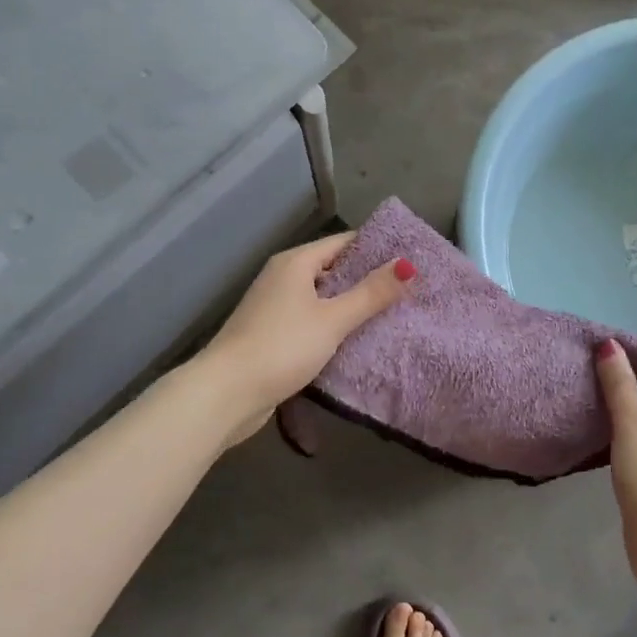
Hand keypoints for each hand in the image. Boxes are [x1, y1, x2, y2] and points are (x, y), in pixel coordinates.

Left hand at [203, 231, 414, 443]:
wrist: (225, 394)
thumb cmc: (282, 347)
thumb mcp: (333, 319)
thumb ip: (371, 293)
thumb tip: (407, 264)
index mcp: (295, 262)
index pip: (344, 243)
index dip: (377, 249)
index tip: (410, 259)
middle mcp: (283, 277)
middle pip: (334, 269)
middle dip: (368, 280)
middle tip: (409, 290)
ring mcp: (275, 307)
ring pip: (323, 298)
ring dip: (352, 306)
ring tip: (393, 314)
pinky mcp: (273, 335)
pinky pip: (312, 321)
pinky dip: (334, 326)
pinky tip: (358, 341)